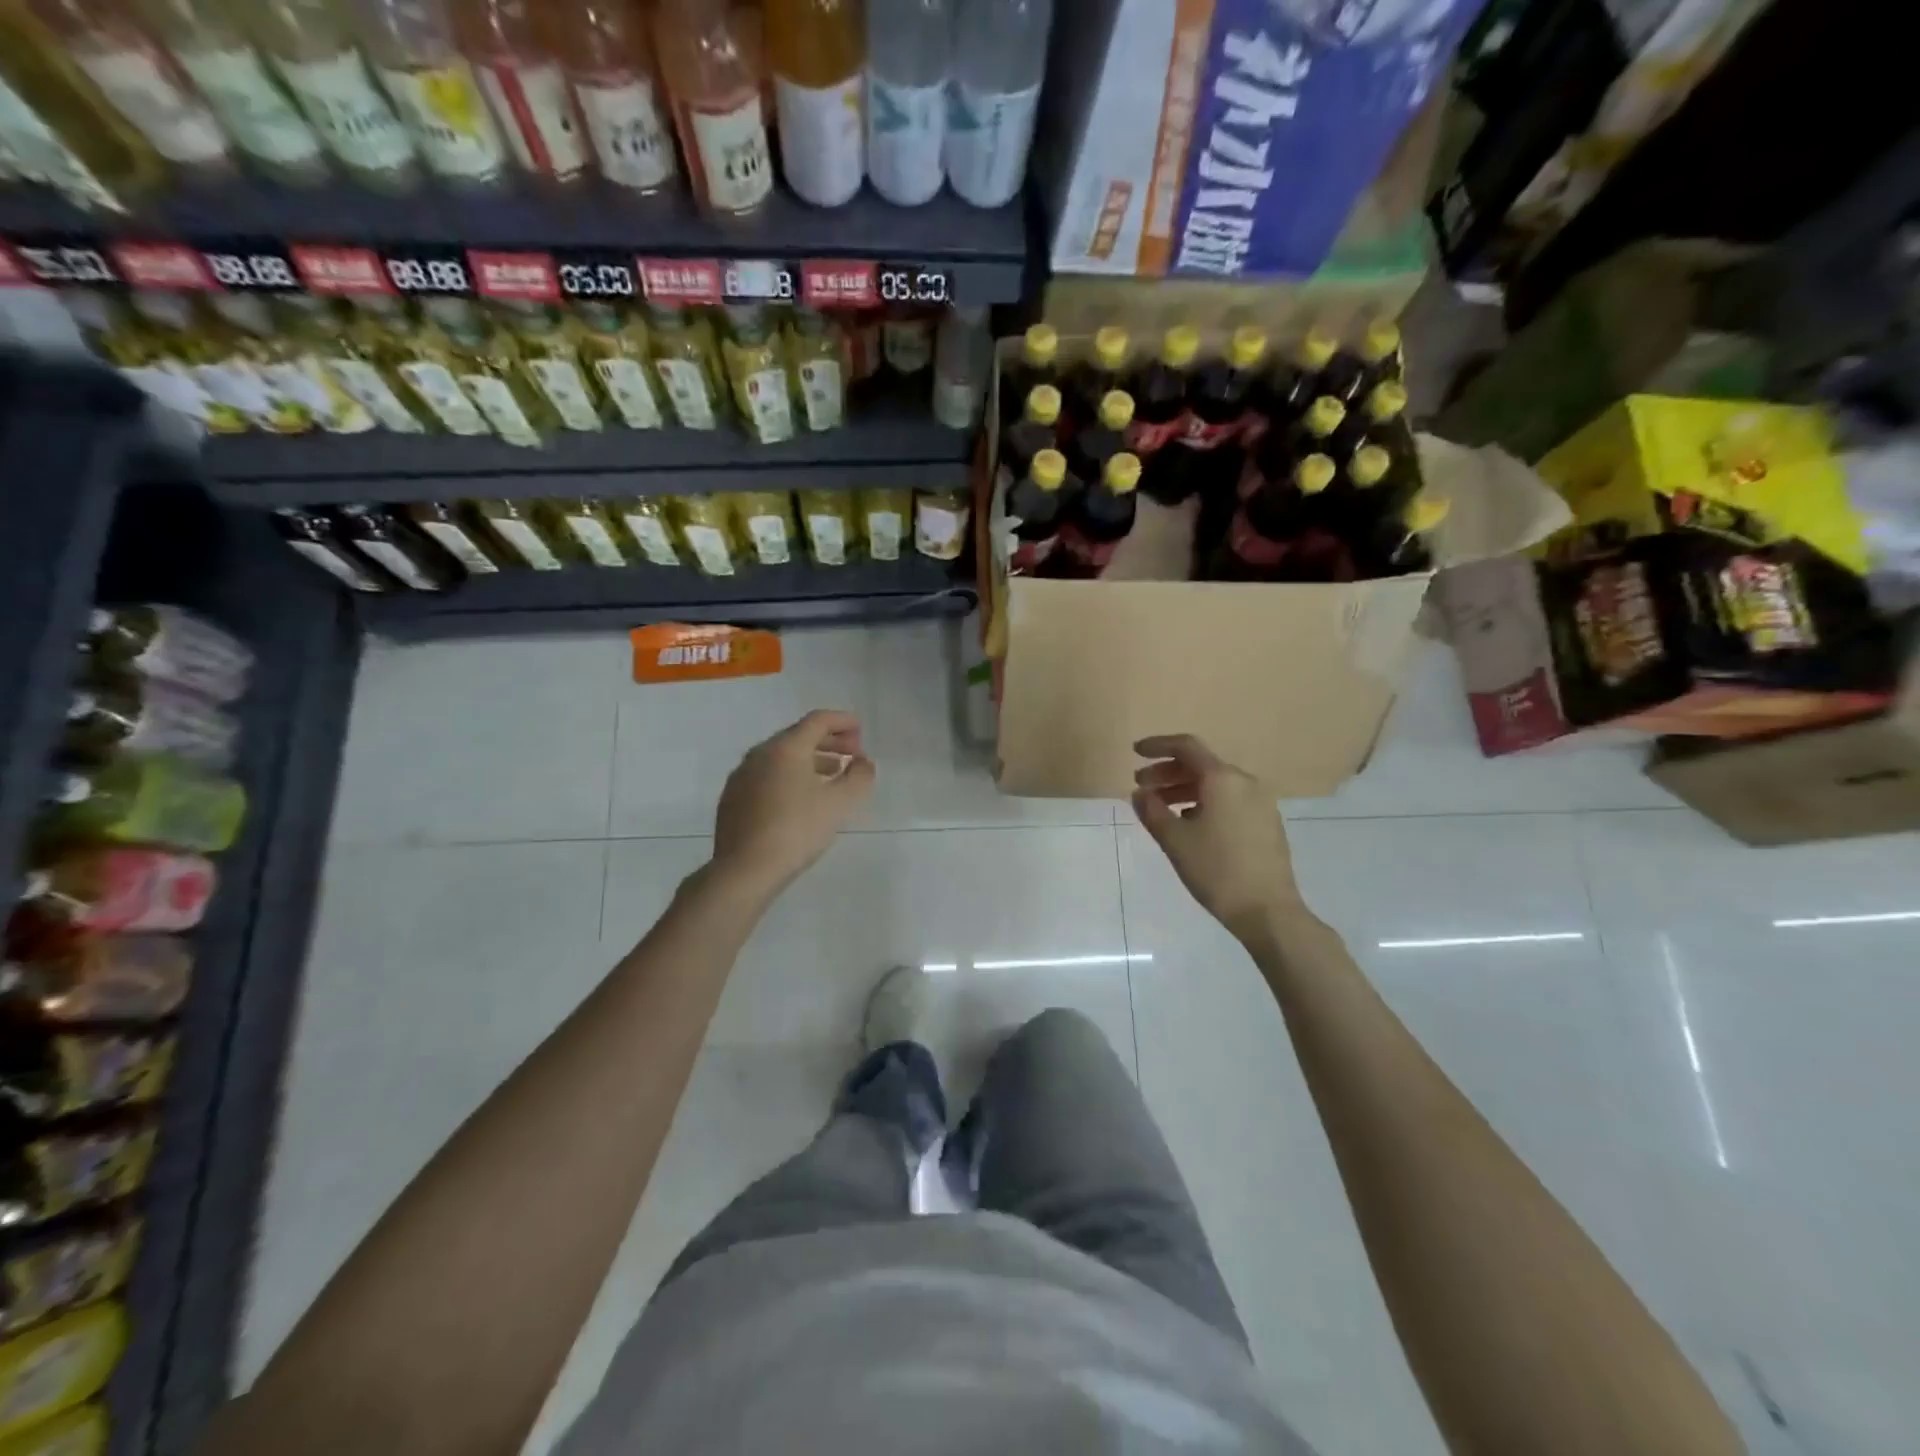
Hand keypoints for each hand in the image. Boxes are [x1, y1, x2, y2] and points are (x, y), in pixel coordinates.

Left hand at [711, 709, 874, 894]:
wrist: (745, 870)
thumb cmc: (797, 830)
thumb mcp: (840, 804)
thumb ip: (859, 777)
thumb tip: (864, 763)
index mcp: (785, 748)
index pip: (818, 720)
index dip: (843, 722)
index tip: (861, 730)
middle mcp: (760, 754)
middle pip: (798, 736)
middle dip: (829, 741)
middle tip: (852, 754)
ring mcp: (742, 776)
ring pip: (781, 758)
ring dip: (811, 760)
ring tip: (833, 775)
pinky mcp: (733, 799)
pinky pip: (767, 776)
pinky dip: (790, 776)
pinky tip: (802, 798)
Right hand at [1131, 734, 1302, 936]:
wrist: (1268, 910)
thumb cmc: (1216, 870)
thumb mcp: (1175, 840)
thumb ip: (1152, 811)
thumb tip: (1140, 793)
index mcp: (1223, 779)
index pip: (1186, 747)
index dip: (1158, 746)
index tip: (1135, 753)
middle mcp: (1245, 782)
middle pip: (1200, 765)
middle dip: (1167, 772)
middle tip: (1141, 787)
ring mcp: (1260, 802)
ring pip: (1215, 784)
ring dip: (1184, 789)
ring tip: (1160, 808)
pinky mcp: (1266, 822)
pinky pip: (1229, 800)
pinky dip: (1203, 802)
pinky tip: (1188, 823)